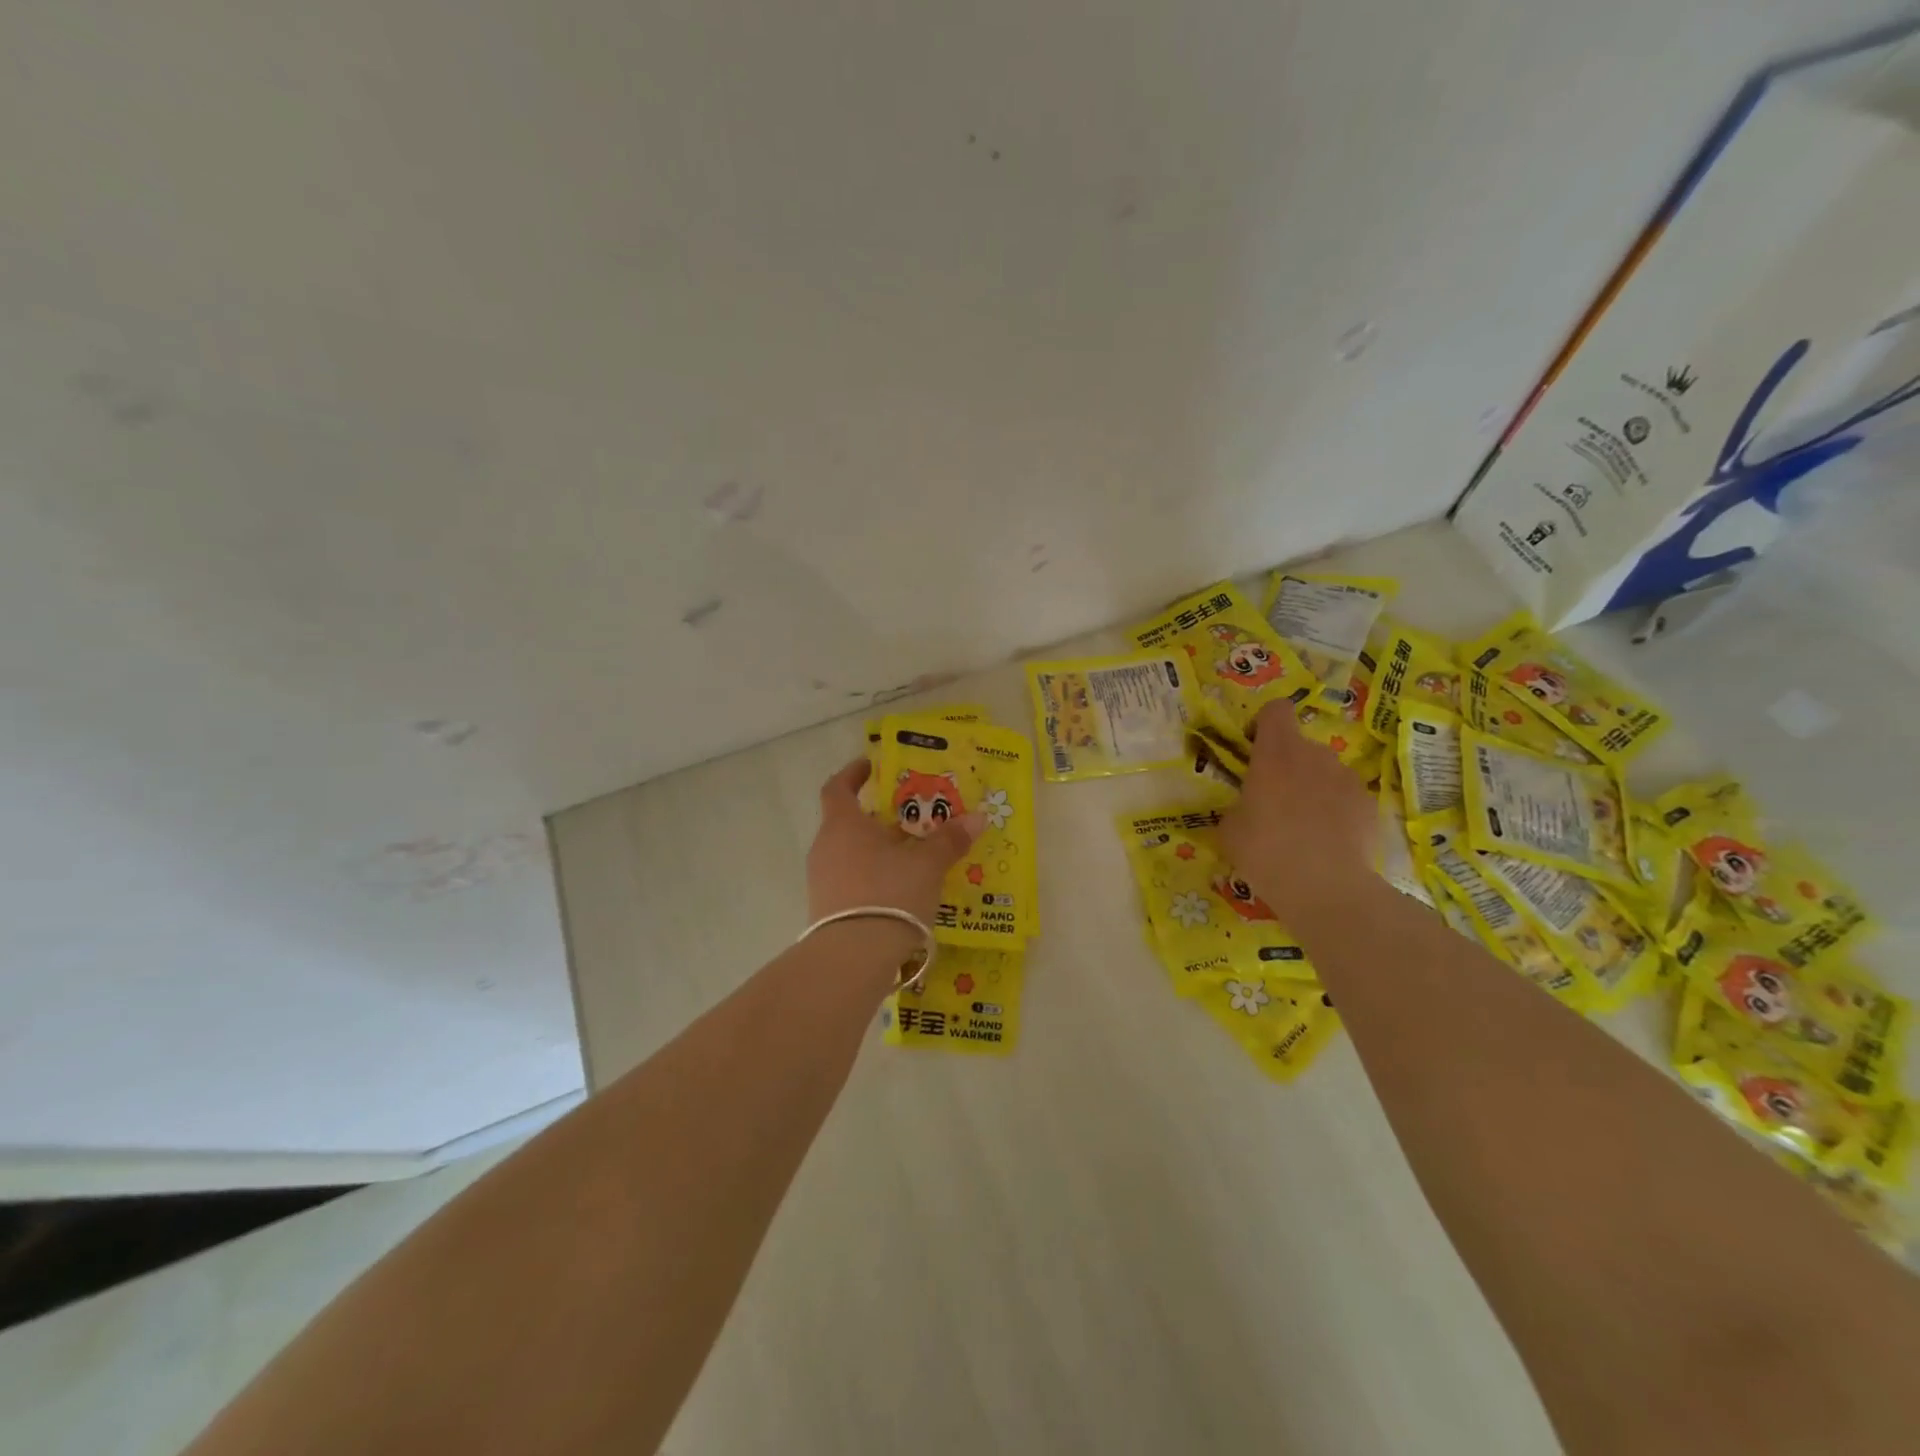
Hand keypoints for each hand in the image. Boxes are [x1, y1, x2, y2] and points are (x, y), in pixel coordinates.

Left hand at [807, 758, 984, 927]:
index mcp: (843, 825)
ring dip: (878, 851)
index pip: (837, 788)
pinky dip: (873, 877)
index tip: (870, 766)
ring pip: (851, 853)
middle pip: (849, 823)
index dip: (853, 774)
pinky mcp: (826, 909)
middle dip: (880, 819)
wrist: (853, 957)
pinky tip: (900, 890)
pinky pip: (851, 880)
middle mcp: (826, 847)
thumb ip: (950, 840)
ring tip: (912, 857)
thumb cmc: (889, 893)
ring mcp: (822, 880)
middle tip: (911, 819)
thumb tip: (977, 818)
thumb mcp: (927, 865)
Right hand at [1218, 701, 1378, 915]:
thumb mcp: (1229, 828)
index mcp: (1276, 752)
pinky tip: (1326, 840)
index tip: (1253, 750)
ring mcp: (1346, 778)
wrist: (1325, 887)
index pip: (1275, 709)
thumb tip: (1247, 807)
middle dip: (1286, 764)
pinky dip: (1334, 809)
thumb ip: (1238, 804)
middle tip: (1273, 800)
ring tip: (1302, 825)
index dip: (1263, 724)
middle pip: (1299, 744)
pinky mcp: (1368, 803)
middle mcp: (1314, 754)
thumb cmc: (1265, 850)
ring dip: (1311, 786)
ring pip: (1323, 771)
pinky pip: (1344, 795)